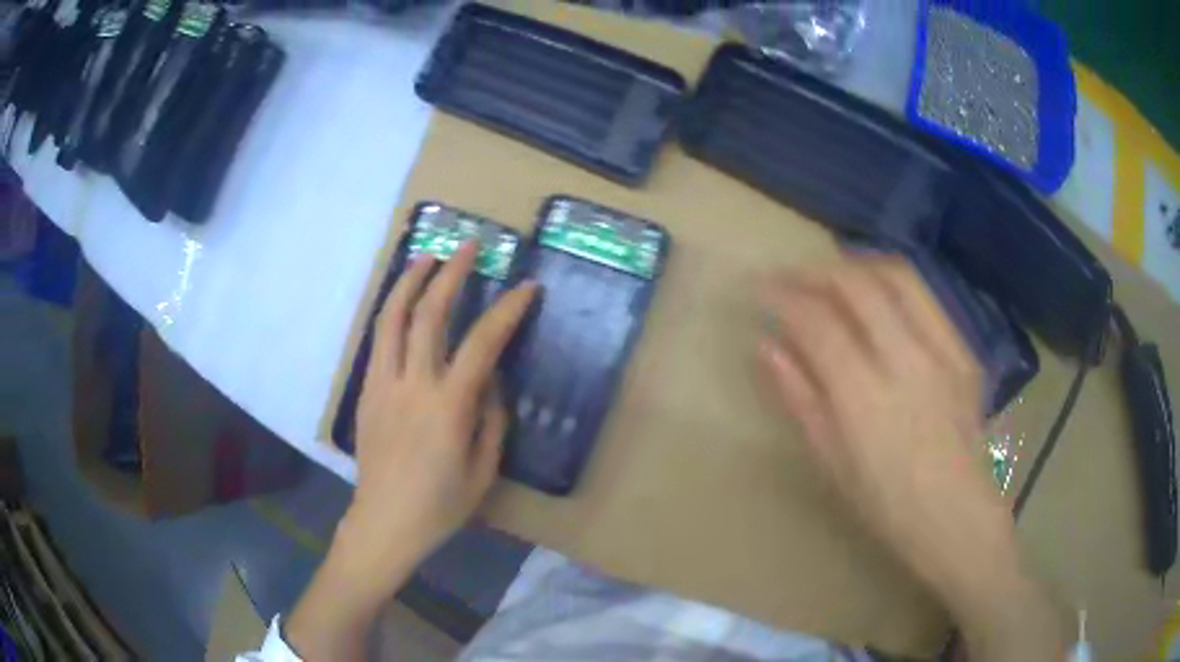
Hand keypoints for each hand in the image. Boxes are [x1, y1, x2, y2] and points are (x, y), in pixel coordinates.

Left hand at [289, 243, 534, 661]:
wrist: (385, 522)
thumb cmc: (441, 505)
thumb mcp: (483, 470)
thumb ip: (491, 419)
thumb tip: (491, 381)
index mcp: (449, 407)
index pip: (483, 343)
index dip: (508, 310)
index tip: (526, 287)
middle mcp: (413, 385)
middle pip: (429, 315)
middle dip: (451, 273)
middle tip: (468, 245)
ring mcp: (383, 385)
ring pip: (393, 319)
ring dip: (410, 281)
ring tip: (426, 256)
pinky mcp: (366, 392)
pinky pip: (379, 341)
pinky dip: (392, 312)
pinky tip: (403, 303)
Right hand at [759, 256, 1062, 659]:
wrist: (959, 517)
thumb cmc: (888, 506)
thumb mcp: (832, 463)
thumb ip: (800, 399)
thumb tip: (767, 347)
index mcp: (867, 400)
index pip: (819, 324)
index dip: (784, 296)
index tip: (761, 288)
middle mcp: (908, 363)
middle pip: (859, 285)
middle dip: (817, 270)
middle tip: (793, 276)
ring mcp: (944, 353)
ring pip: (899, 277)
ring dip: (859, 265)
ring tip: (834, 276)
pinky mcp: (965, 352)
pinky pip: (928, 298)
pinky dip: (895, 284)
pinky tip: (880, 297)